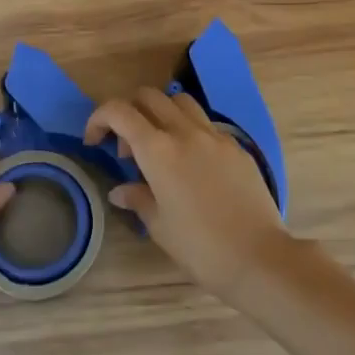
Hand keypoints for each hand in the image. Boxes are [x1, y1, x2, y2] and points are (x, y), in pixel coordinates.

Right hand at [86, 88, 292, 304]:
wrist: (259, 258)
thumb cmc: (201, 248)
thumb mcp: (160, 227)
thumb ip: (138, 199)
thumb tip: (120, 190)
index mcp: (158, 151)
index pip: (120, 112)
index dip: (99, 118)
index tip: (94, 140)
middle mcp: (184, 132)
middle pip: (149, 96)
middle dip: (130, 113)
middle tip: (128, 150)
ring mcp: (214, 135)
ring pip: (180, 101)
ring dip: (161, 113)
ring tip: (160, 147)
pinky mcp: (236, 146)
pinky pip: (205, 123)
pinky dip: (189, 130)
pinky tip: (192, 164)